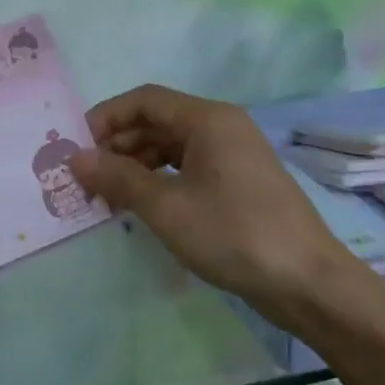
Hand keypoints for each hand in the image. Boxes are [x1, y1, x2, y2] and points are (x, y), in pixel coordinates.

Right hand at [72, 85, 370, 316]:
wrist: (309, 283)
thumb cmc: (234, 234)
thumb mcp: (167, 207)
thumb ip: (118, 178)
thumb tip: (75, 158)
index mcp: (208, 119)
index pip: (144, 100)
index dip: (105, 118)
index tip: (76, 147)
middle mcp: (221, 127)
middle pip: (156, 122)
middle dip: (118, 146)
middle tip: (85, 178)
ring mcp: (232, 155)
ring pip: (170, 147)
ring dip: (136, 166)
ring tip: (106, 197)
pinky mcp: (238, 182)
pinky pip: (188, 168)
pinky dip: (160, 181)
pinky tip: (140, 207)